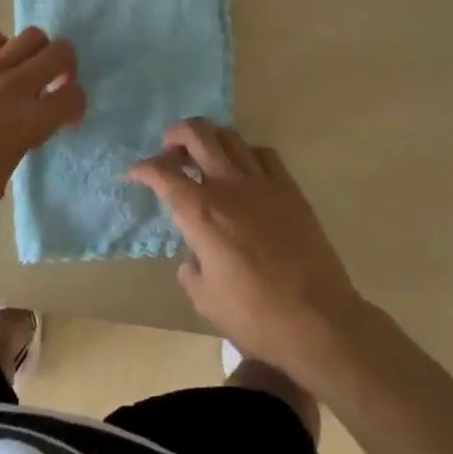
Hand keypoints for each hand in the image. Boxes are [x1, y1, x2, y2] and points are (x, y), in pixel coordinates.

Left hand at [0, 28, 83, 235]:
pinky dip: (1, 50)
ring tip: (23, 71)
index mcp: (27, 123)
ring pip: (30, 37)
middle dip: (66, 66)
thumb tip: (22, 134)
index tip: (65, 117)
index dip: (76, 105)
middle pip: (60, 52)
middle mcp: (12, 88)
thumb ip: (19, 149)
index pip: (73, 96)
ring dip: (36, 53)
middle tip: (54, 82)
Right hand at [127, 119, 363, 380]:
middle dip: (176, 134)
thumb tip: (193, 260)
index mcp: (201, 212)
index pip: (162, 174)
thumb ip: (192, 273)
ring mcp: (262, 182)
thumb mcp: (206, 300)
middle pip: (197, 135)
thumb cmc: (255, 316)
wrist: (317, 318)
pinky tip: (245, 169)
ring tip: (204, 153)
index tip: (134, 173)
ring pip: (230, 136)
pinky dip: (247, 153)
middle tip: (170, 148)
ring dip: (210, 138)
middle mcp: (228, 186)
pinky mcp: (290, 188)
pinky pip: (263, 154)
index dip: (143, 168)